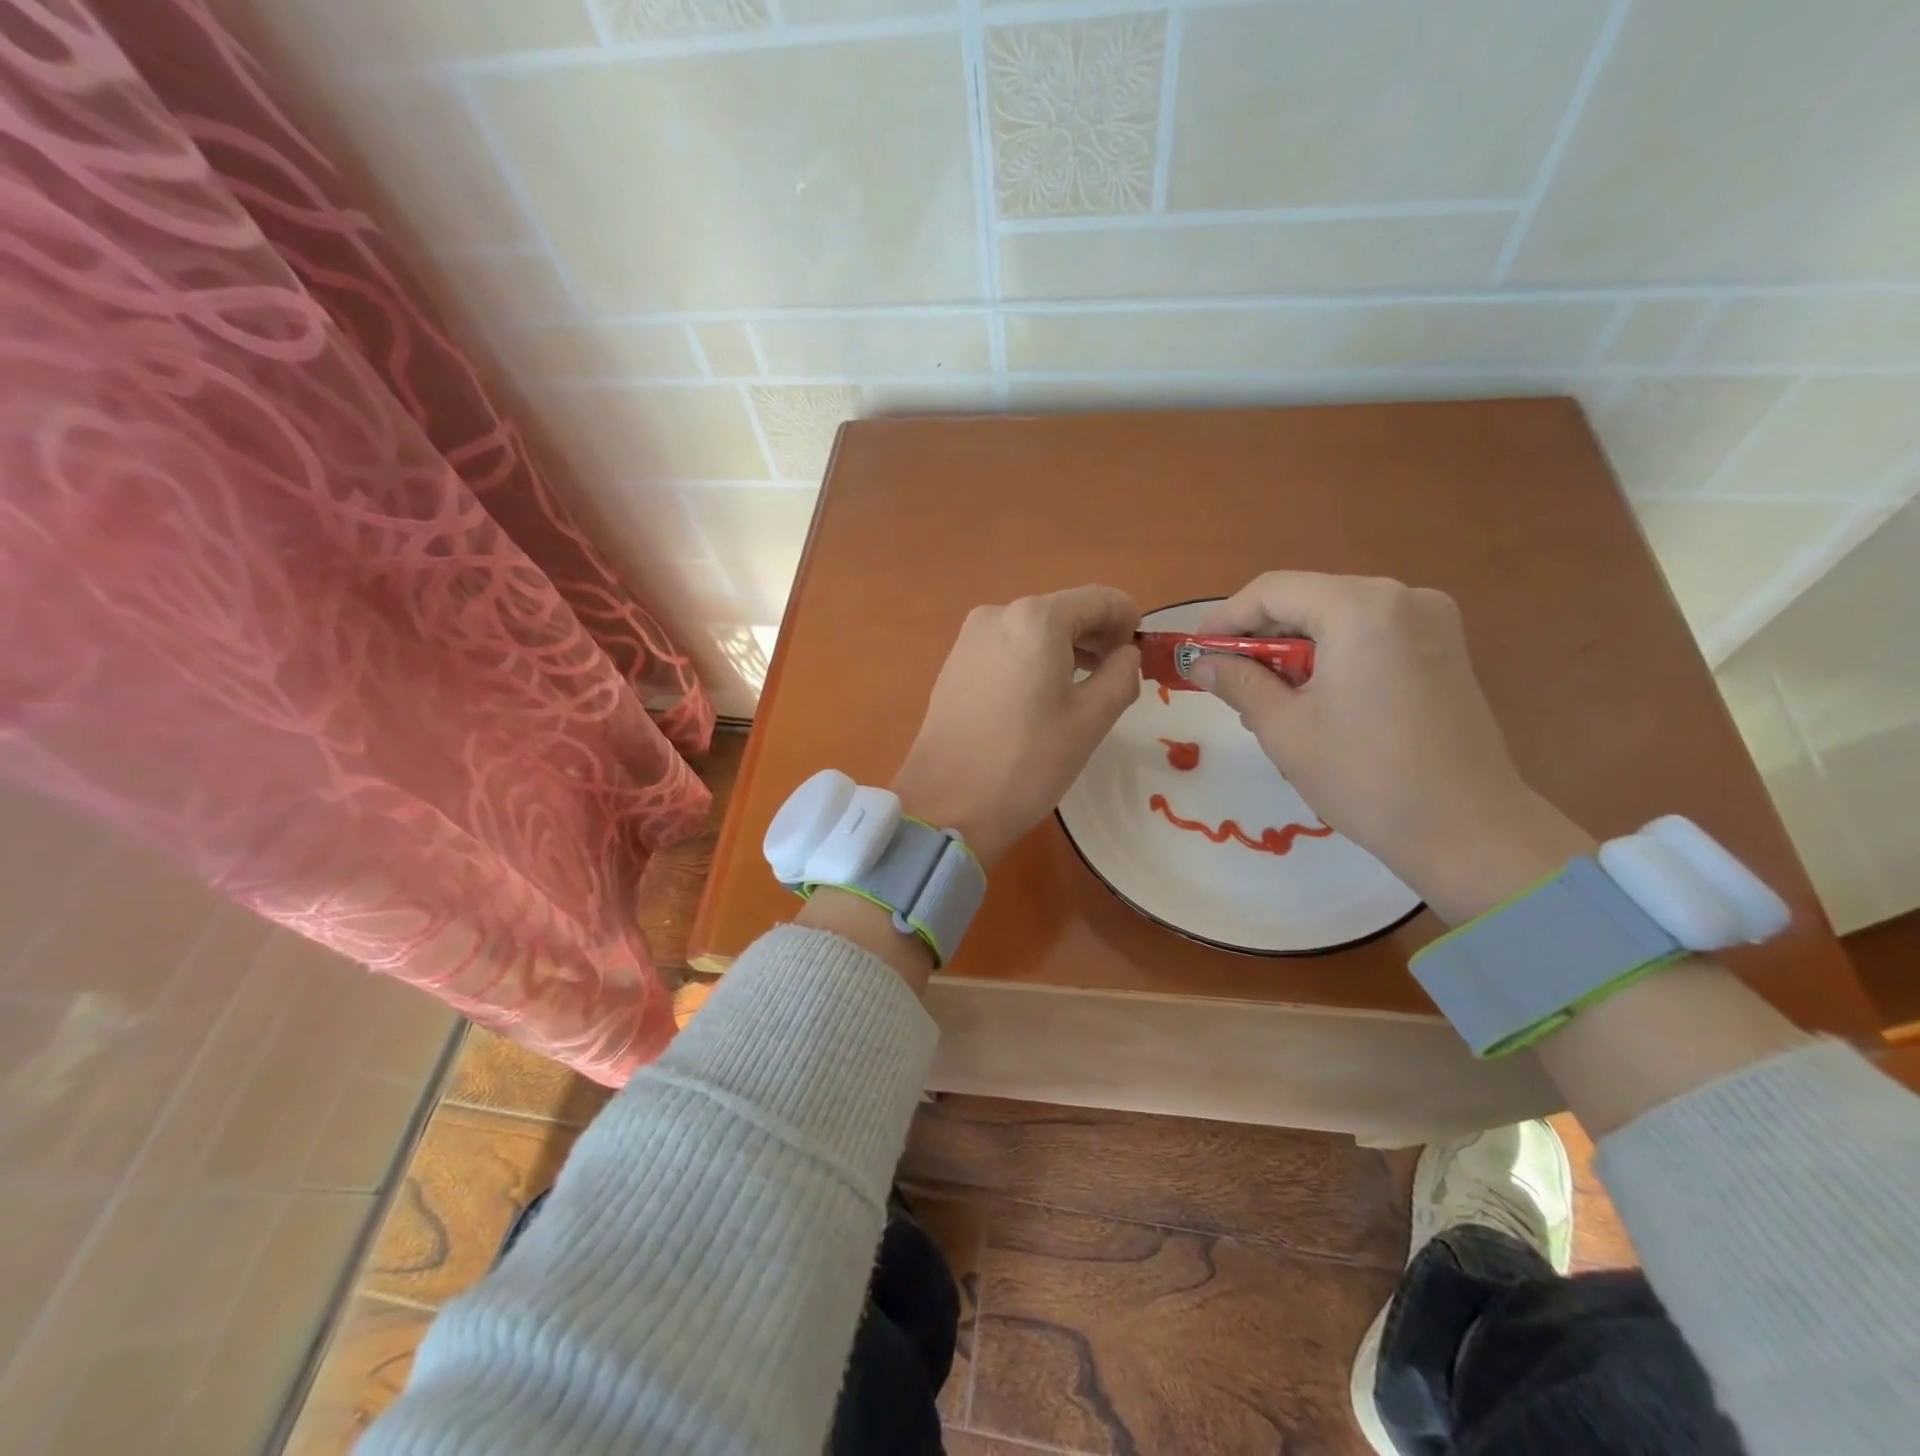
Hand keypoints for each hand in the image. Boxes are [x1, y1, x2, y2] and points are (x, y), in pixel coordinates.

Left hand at [891, 585, 1141, 867]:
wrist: (946, 804)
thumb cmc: (1027, 763)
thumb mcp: (1090, 720)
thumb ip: (1121, 675)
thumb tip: (1126, 655)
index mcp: (1036, 619)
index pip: (1100, 599)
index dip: (1129, 621)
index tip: (1140, 656)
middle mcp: (998, 614)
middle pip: (1064, 611)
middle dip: (1097, 636)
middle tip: (1117, 676)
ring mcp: (969, 638)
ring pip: (1034, 630)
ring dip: (1066, 649)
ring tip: (1085, 690)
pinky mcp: (954, 664)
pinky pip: (1007, 648)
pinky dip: (1034, 661)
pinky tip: (1042, 698)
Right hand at [1193, 573, 1593, 922]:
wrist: (1466, 829)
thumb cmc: (1363, 776)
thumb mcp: (1284, 727)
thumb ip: (1237, 682)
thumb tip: (1199, 662)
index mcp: (1361, 607)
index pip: (1273, 590)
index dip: (1225, 619)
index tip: (1195, 653)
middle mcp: (1402, 597)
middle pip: (1307, 599)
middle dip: (1260, 637)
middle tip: (1227, 681)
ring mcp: (1431, 621)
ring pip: (1336, 618)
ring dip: (1293, 650)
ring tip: (1266, 700)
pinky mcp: (1443, 649)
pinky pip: (1368, 635)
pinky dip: (1331, 657)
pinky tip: (1313, 699)